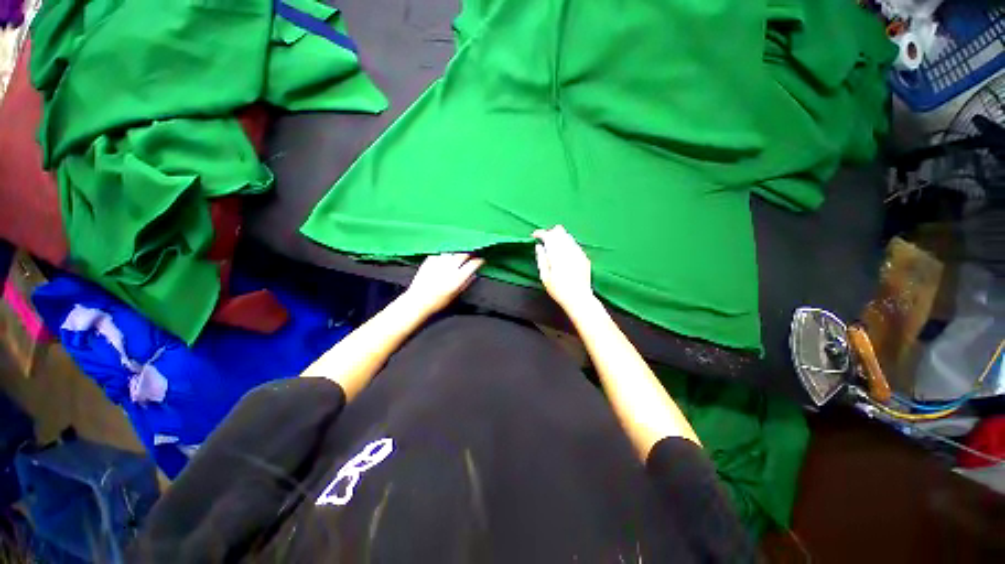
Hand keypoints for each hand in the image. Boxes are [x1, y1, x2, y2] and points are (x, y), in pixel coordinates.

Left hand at [403, 253, 483, 315]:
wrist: (417, 303)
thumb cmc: (438, 304)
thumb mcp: (456, 297)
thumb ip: (466, 284)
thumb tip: (474, 275)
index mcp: (458, 279)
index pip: (473, 264)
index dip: (479, 261)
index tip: (481, 261)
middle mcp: (449, 269)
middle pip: (463, 254)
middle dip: (470, 253)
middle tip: (473, 254)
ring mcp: (438, 264)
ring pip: (452, 251)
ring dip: (458, 251)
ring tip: (460, 253)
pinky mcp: (428, 262)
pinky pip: (440, 253)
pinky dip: (445, 253)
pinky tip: (447, 255)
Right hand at [533, 225, 594, 310]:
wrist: (579, 298)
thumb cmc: (558, 290)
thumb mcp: (545, 276)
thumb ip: (541, 259)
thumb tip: (539, 246)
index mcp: (557, 254)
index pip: (548, 235)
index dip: (540, 233)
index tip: (534, 236)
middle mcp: (569, 250)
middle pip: (559, 231)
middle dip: (550, 233)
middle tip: (544, 241)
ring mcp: (579, 252)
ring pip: (568, 236)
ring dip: (559, 238)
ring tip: (554, 248)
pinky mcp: (584, 257)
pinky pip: (575, 244)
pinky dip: (567, 245)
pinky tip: (564, 254)